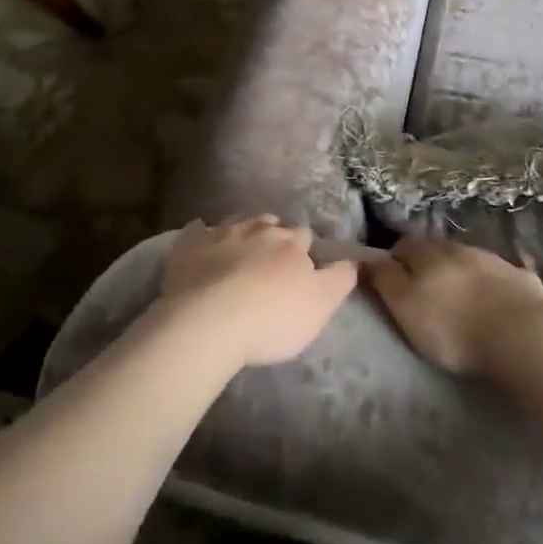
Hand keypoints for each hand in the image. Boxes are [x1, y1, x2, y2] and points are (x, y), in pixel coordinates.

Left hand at [158, 216, 358, 369]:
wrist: (208, 322)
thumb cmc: (271, 318)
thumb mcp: (320, 306)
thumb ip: (340, 280)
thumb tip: (354, 261)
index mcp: (290, 243)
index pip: (304, 236)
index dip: (305, 249)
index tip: (304, 263)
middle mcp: (257, 229)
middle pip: (270, 223)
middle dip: (273, 234)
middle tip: (271, 256)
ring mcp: (220, 234)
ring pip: (236, 222)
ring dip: (242, 230)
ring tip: (242, 245)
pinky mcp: (188, 247)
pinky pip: (195, 231)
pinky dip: (200, 234)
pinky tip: (199, 238)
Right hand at [363, 231, 542, 376]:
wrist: (521, 336)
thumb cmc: (453, 328)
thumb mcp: (406, 307)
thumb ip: (385, 280)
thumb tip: (366, 258)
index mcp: (428, 254)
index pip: (404, 246)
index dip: (395, 258)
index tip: (390, 274)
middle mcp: (460, 248)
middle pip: (437, 248)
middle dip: (428, 261)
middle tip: (423, 285)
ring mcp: (495, 260)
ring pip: (469, 258)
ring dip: (460, 269)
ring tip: (458, 291)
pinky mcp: (522, 279)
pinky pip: (501, 275)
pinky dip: (493, 282)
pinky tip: (494, 296)